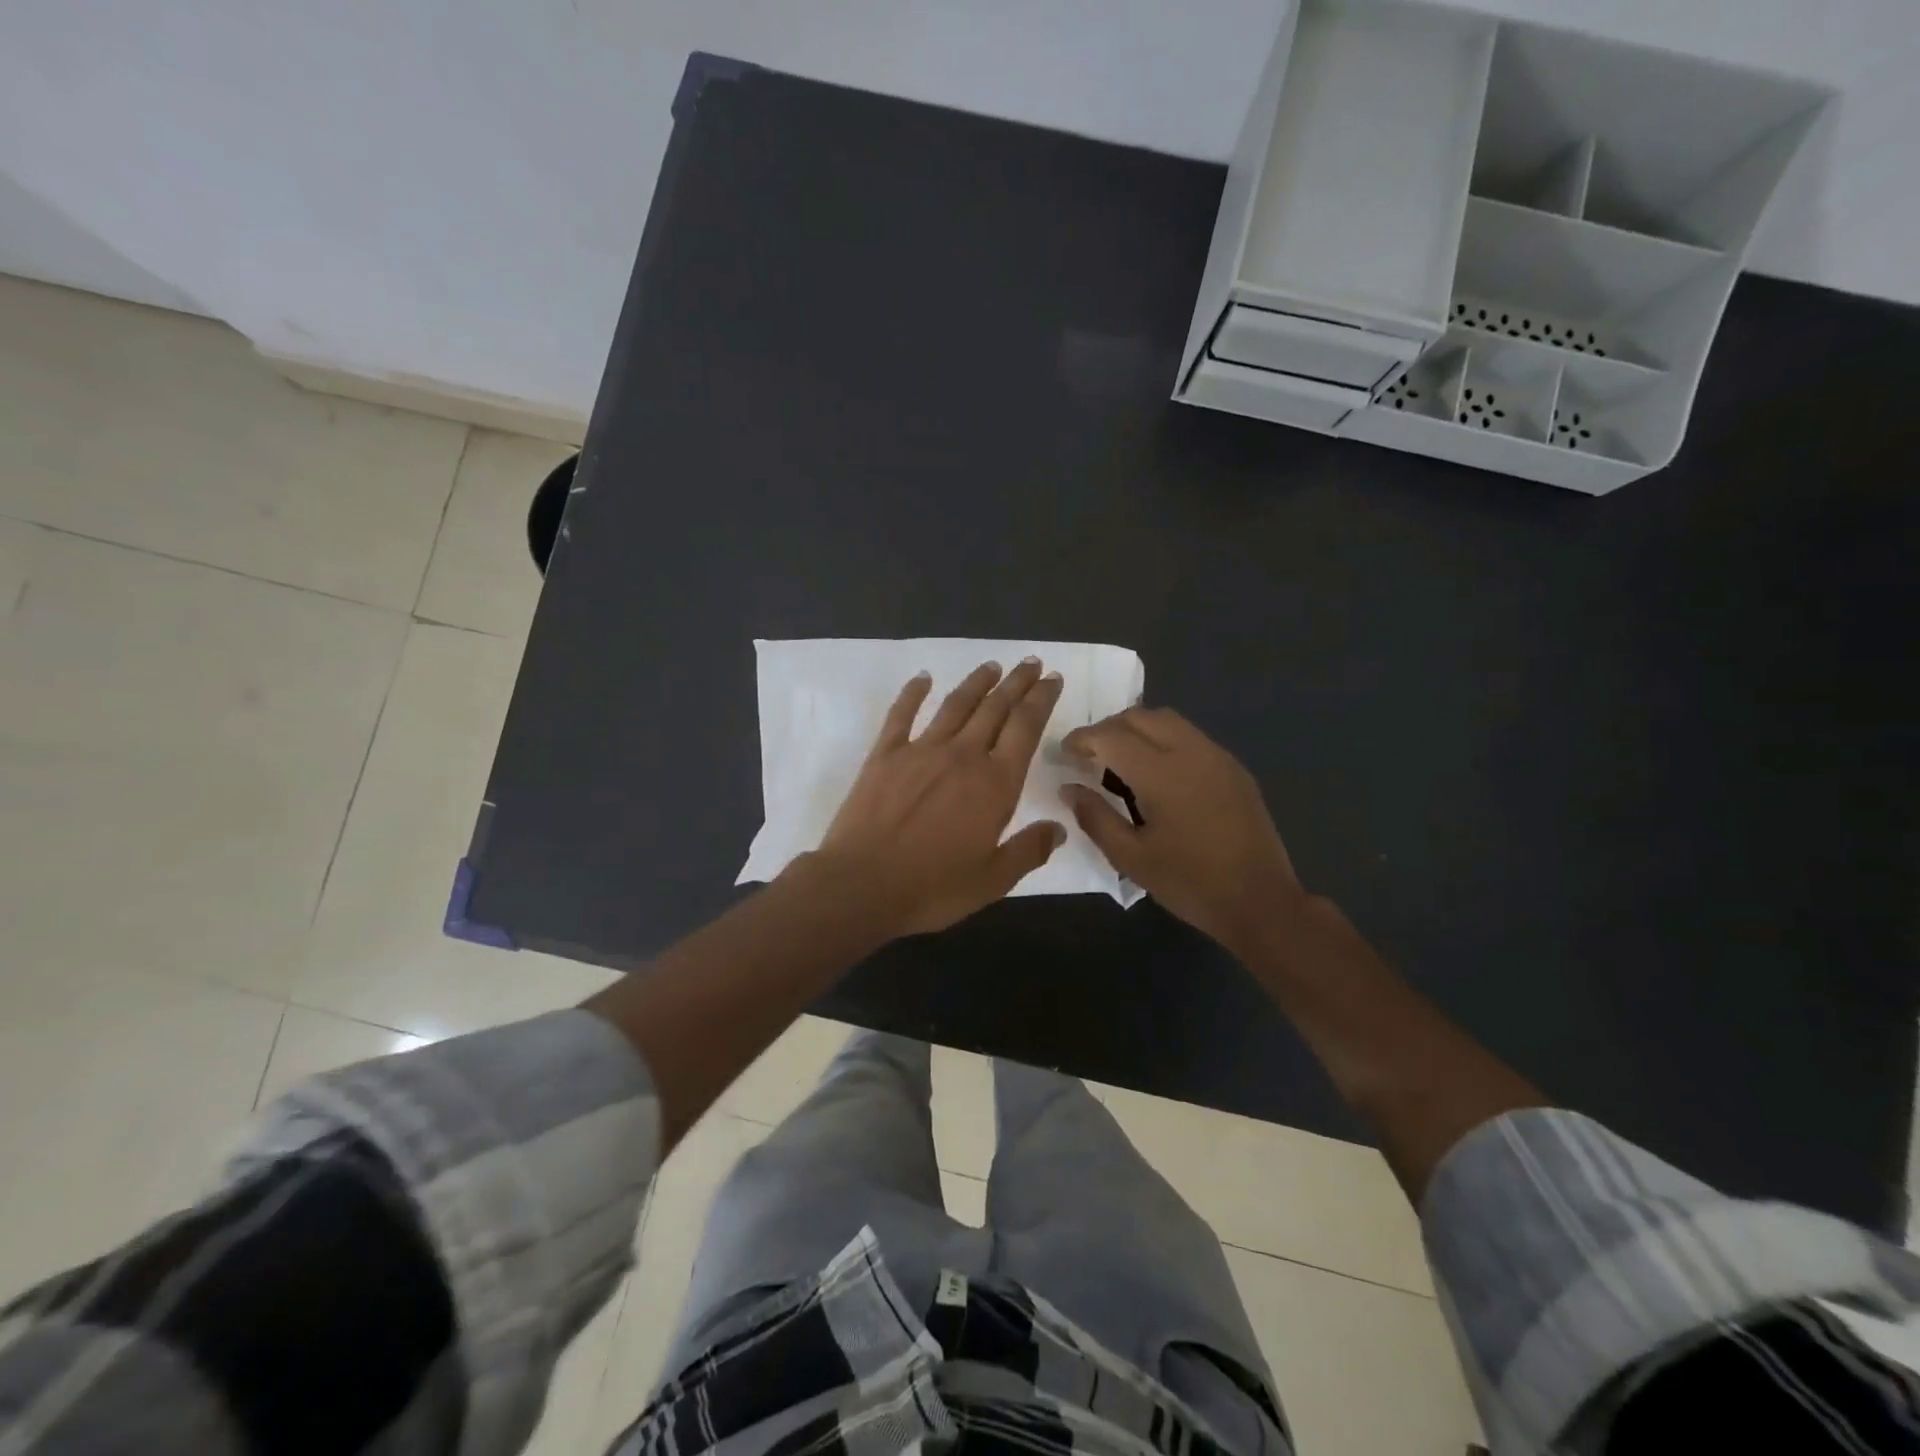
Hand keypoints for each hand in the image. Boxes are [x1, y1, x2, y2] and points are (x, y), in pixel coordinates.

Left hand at [807, 658, 1066, 936]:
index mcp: (994, 784)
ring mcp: (921, 751)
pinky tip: (923, 678)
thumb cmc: (932, 887)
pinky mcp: (885, 755)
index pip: (1026, 729)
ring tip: (992, 666)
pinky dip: (913, 693)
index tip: (1052, 679)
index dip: (1041, 700)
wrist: (862, 885)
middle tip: (1031, 663)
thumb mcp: (992, 880)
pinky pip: (902, 715)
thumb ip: (1028, 851)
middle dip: (1017, 683)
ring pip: (955, 705)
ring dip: (976, 683)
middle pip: (995, 708)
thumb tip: (1060, 829)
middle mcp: (962, 756)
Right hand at [1060, 707, 1302, 952]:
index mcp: (1162, 773)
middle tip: (1089, 755)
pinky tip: (1158, 775)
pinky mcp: (1234, 769)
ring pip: (1169, 721)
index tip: (1064, 754)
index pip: (1111, 736)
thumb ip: (1094, 816)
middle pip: (1140, 716)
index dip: (1082, 739)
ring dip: (1137, 730)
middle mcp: (1191, 752)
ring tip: (1120, 761)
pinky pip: (1191, 737)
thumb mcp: (1131, 857)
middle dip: (1108, 728)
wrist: (1261, 902)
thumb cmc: (1190, 883)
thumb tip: (1069, 788)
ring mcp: (1217, 757)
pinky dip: (1164, 741)